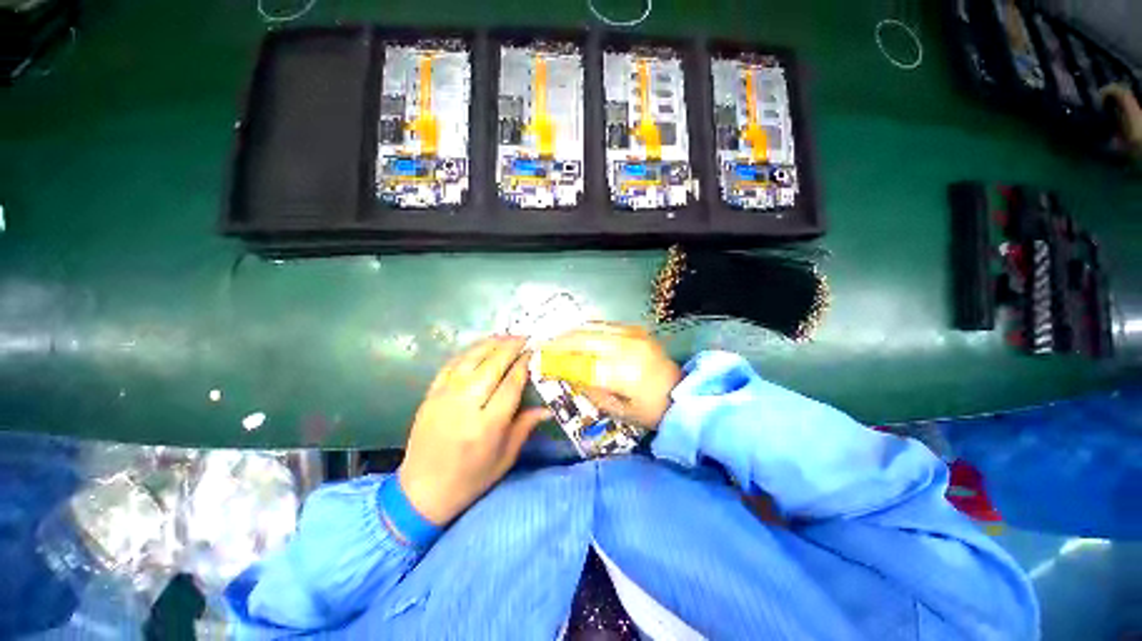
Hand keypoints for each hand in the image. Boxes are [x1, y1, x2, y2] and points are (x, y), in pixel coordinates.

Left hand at [400, 336, 550, 525]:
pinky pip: (451, 365)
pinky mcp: (430, 395)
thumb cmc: (471, 479)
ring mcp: (444, 397)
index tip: (534, 352)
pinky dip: (468, 352)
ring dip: (490, 344)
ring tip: (506, 335)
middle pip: (492, 365)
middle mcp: (466, 406)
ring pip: (470, 359)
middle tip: (524, 337)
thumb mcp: (505, 458)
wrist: (421, 491)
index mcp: (487, 426)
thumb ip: (525, 427)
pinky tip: (480, 347)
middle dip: (511, 347)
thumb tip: (548, 408)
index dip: (524, 364)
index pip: (511, 384)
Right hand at [539, 322, 681, 428]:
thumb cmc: (651, 410)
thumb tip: (567, 374)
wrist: (682, 393)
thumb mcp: (619, 410)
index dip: (558, 361)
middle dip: (559, 343)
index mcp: (625, 373)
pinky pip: (604, 324)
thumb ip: (591, 391)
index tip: (539, 360)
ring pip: (592, 327)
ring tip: (555, 340)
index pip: (581, 364)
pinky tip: (576, 335)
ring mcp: (633, 334)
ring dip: (570, 333)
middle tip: (542, 347)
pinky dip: (586, 329)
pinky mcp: (636, 329)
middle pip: (583, 339)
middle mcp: (627, 347)